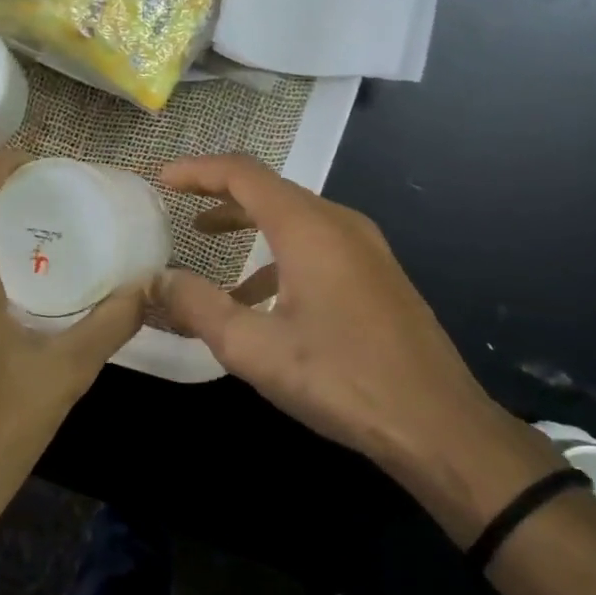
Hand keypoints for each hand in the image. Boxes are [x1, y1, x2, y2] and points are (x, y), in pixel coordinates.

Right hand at [154, 154, 561, 532]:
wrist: (438, 424)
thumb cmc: (341, 379)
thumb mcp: (255, 348)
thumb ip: (199, 308)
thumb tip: (158, 281)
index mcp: (309, 227)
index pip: (243, 174)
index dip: (198, 170)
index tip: (161, 180)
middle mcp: (340, 223)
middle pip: (270, 190)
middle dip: (220, 195)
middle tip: (178, 208)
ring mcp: (366, 248)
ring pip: (295, 218)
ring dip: (248, 225)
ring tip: (208, 244)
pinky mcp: (377, 274)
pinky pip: (317, 245)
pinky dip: (278, 255)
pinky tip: (259, 297)